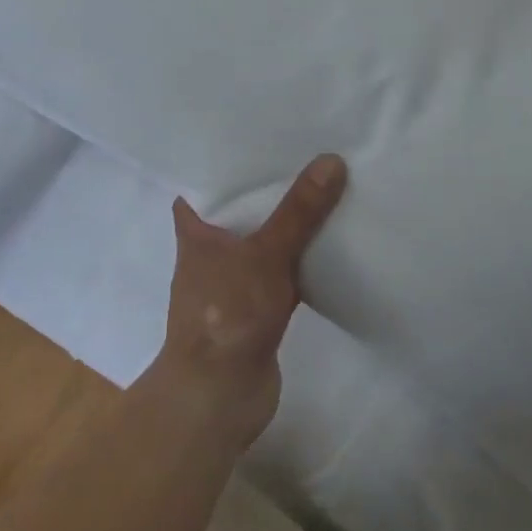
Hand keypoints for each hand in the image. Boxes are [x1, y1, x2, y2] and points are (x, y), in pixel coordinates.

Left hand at [155, 154, 347, 450]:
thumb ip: (298, 211)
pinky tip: (334, 238)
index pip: (206, 179)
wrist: (218, 399)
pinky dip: (304, 257)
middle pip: (243, 206)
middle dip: (271, 184)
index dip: (228, 157)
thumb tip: (331, 160)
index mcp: (197, 229)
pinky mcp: (259, 306)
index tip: (259, 132)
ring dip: (291, 221)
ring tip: (327, 182)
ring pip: (267, 238)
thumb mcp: (264, 254)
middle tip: (308, 149)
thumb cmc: (226, 314)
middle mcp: (212, 249)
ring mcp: (236, 279)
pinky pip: (285, 269)